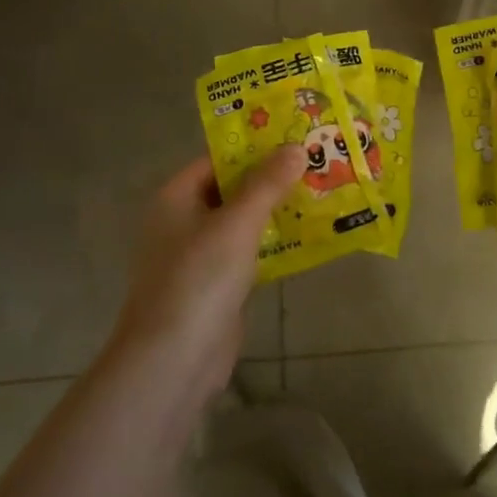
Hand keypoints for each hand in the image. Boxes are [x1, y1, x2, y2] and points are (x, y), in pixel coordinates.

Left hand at [109, 147, 305, 388]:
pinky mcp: (216, 285)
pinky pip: (248, 252)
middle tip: (317, 162)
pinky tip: (308, 236)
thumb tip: (296, 147)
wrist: (174, 359)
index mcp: (176, 198)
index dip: (255, 147)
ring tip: (322, 192)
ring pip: (242, 222)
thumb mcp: (237, 223)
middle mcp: (183, 221)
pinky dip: (273, 243)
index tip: (295, 137)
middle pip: (232, 188)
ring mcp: (198, 255)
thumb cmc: (199, 278)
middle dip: (272, 178)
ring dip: (276, 211)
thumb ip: (267, 184)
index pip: (218, 159)